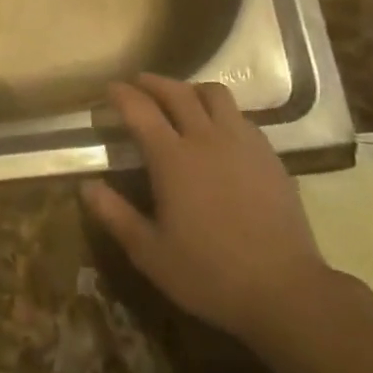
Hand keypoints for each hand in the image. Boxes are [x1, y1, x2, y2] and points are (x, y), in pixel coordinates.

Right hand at [82, 74, 331, 343]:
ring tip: (180, 99)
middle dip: (153, 82)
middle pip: (176, 92)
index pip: (140, 110)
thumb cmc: (209, 273)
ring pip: (214, 95)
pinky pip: (241, 117)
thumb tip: (86, 186)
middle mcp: (206, 138)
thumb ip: (115, 215)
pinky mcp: (269, 155)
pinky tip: (218, 131)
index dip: (121, 94)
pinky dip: (221, 112)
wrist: (285, 289)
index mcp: (172, 158)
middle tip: (138, 84)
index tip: (109, 89)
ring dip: (190, 89)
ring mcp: (242, 143)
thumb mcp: (150, 253)